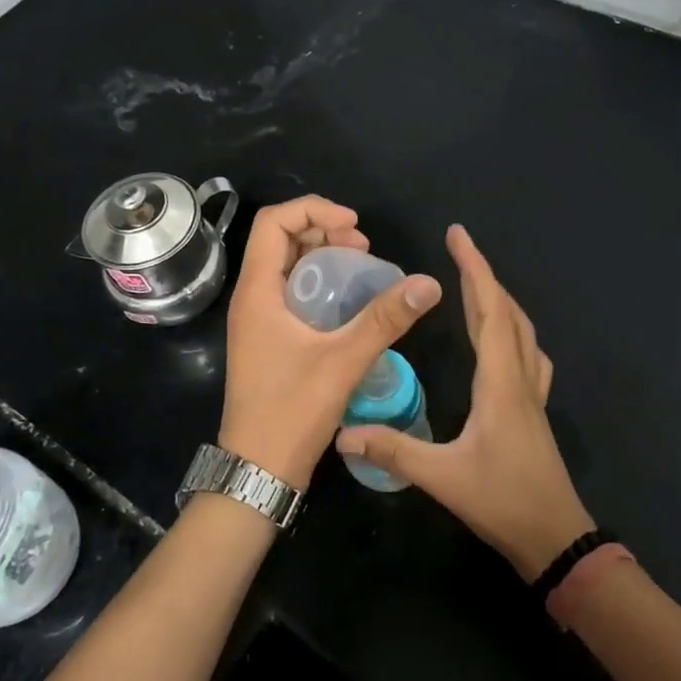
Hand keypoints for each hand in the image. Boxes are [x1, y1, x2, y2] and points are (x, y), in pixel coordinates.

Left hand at [218, 195, 441, 489]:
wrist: (258, 470)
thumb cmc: (292, 411)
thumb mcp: (344, 360)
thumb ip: (385, 319)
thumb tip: (428, 283)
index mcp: (257, 291)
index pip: (273, 222)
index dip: (314, 210)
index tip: (354, 225)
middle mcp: (251, 298)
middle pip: (279, 239)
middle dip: (322, 229)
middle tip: (363, 246)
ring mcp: (257, 320)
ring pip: (285, 266)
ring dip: (321, 255)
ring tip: (361, 265)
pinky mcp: (266, 339)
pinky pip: (289, 292)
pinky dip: (318, 282)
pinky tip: (348, 300)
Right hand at [337, 225, 593, 579]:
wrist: (556, 539)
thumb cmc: (503, 502)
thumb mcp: (443, 478)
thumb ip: (394, 451)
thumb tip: (343, 434)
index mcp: (501, 382)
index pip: (490, 311)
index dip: (475, 270)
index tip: (459, 236)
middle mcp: (520, 378)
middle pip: (507, 313)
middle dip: (484, 276)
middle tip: (458, 249)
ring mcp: (532, 394)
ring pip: (521, 331)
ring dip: (499, 300)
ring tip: (474, 285)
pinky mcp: (533, 410)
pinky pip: (526, 353)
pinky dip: (511, 329)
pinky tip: (501, 339)